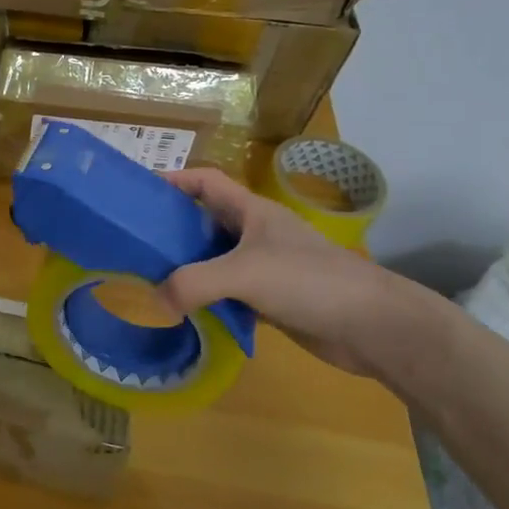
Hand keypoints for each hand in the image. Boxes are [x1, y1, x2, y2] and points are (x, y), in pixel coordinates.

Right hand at [161, 167, 444, 381]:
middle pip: (203, 221)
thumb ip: (193, 283)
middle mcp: (255, 234)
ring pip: (213, 260)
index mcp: (251, 212)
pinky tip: (185, 311)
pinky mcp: (270, 299)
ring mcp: (264, 267)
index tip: (137, 193)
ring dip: (186, 268)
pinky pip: (227, 293)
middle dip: (170, 228)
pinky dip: (205, 299)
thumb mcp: (243, 273)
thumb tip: (155, 300)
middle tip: (134, 242)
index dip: (173, 180)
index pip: (205, 182)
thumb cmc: (310, 282)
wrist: (375, 327)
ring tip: (149, 277)